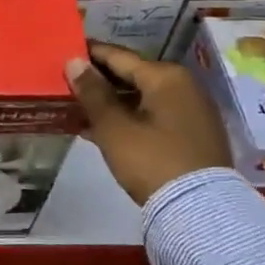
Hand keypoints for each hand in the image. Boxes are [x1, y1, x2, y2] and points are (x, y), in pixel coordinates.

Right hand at [64, 41, 231, 204]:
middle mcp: (184, 87)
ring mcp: (192, 112)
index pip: (119, 56)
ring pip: (143, 98)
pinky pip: (154, 117)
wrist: (200, 213)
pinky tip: (102, 129)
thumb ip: (92, 92)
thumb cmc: (152, 161)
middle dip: (100, 81)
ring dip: (112, 103)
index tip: (64, 52)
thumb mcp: (114, 127)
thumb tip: (74, 61)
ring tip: (78, 108)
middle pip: (133, 76)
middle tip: (67, 83)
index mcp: (166, 77)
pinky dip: (129, 119)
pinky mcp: (194, 136)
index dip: (89, 54)